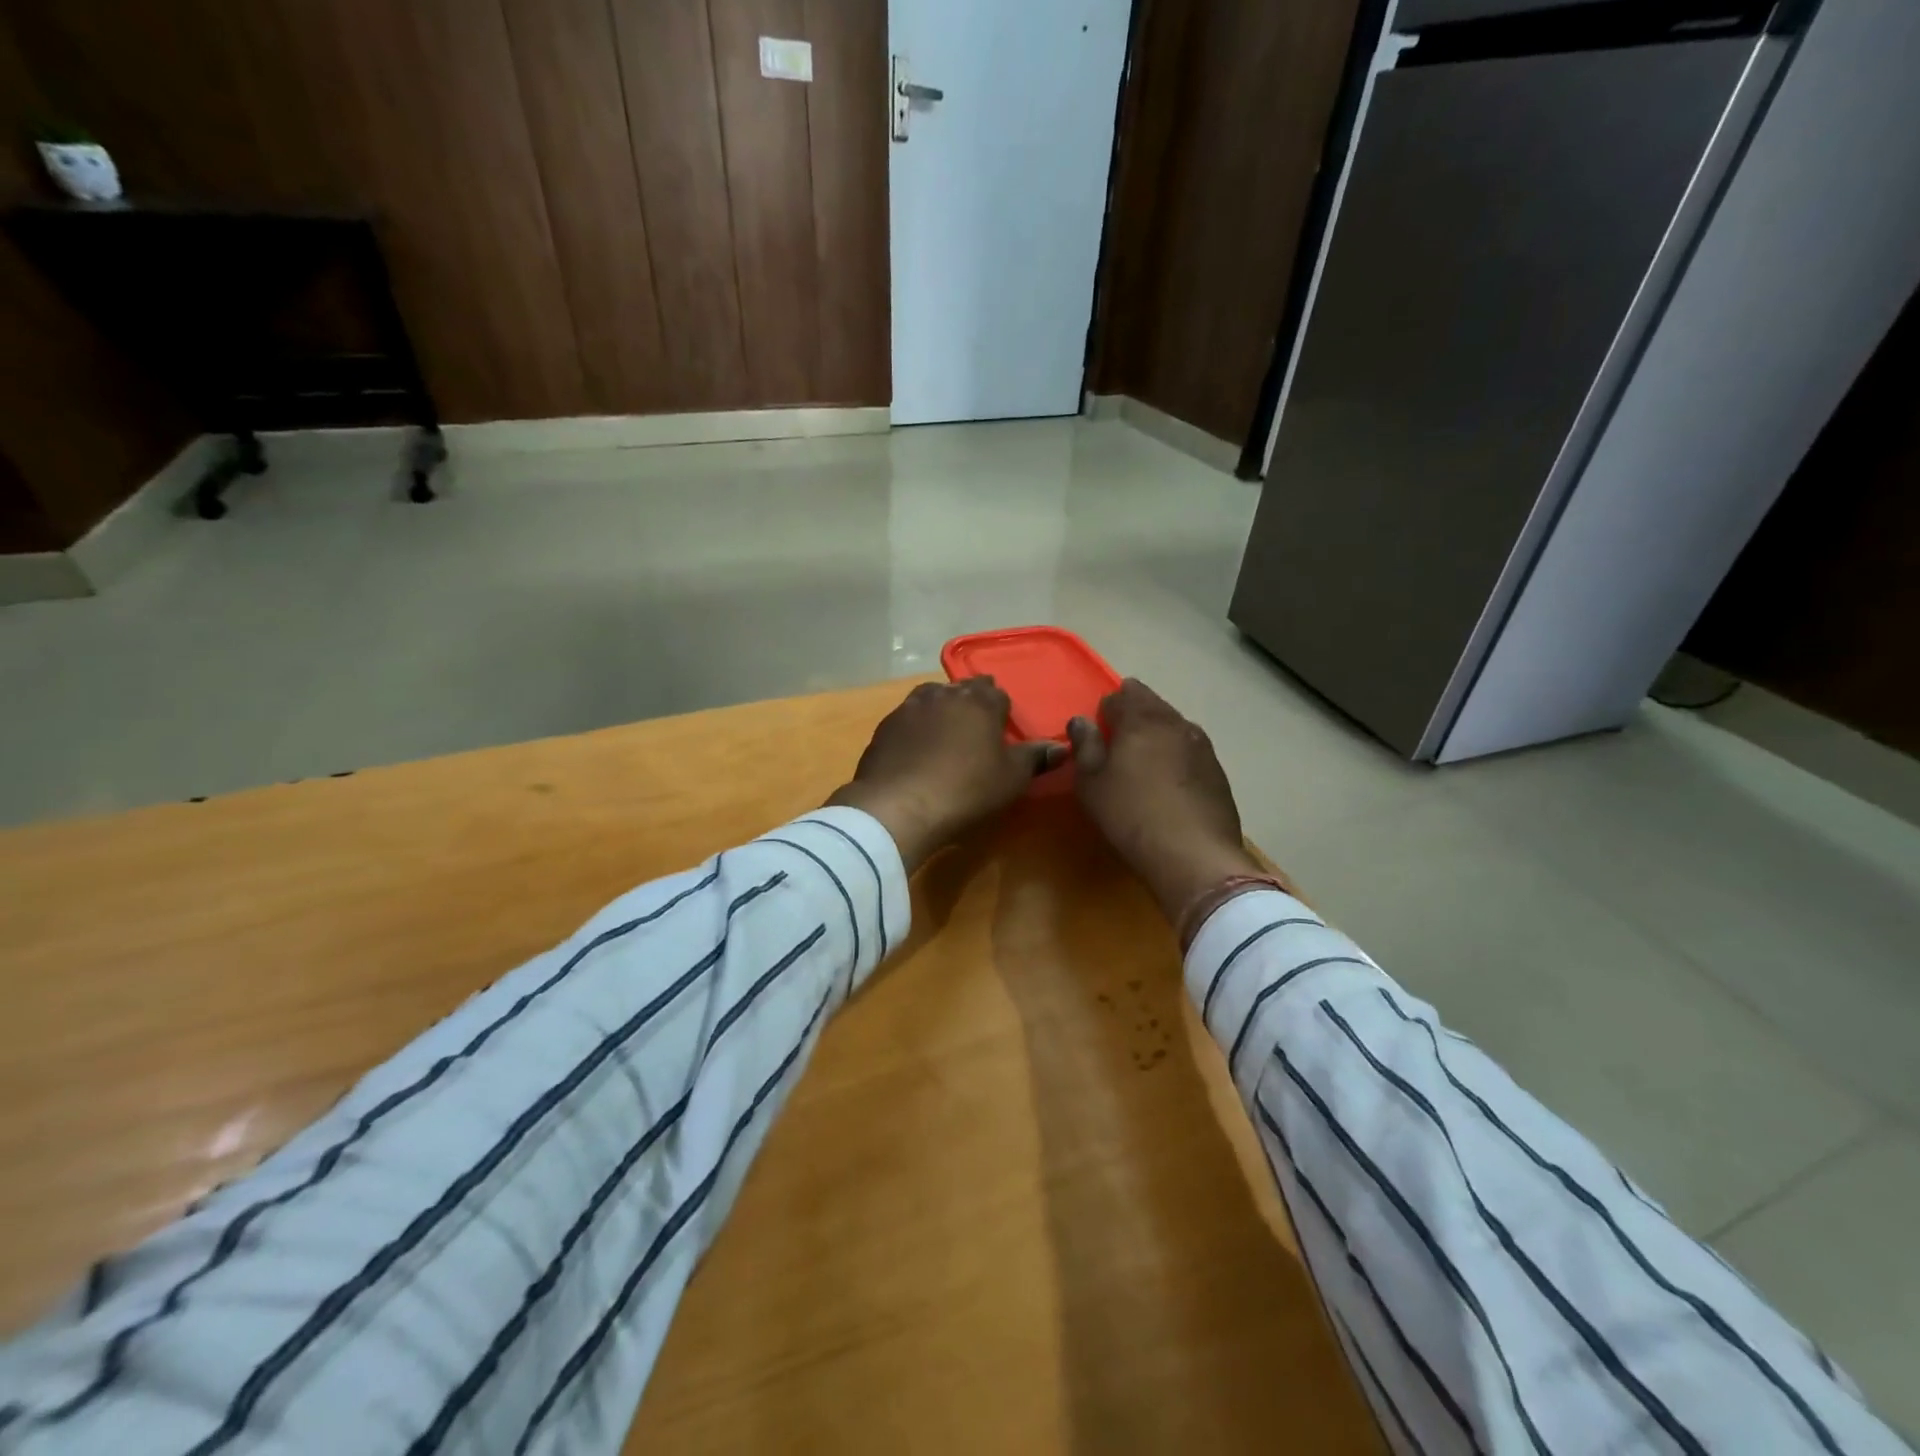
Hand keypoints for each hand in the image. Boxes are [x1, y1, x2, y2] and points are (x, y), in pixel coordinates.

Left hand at [828, 679, 1063, 871]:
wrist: (898, 806)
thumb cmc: (966, 790)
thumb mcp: (1011, 779)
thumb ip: (1035, 758)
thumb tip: (1063, 746)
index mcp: (979, 702)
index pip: (996, 693)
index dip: (1001, 709)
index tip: (1001, 725)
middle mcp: (944, 695)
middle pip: (963, 689)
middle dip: (971, 701)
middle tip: (976, 726)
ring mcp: (909, 708)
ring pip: (931, 697)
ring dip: (941, 708)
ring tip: (945, 730)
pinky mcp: (884, 728)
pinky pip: (907, 719)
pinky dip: (915, 728)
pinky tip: (915, 748)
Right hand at [1068, 680, 1264, 924]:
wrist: (1193, 855)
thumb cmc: (1130, 814)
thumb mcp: (1091, 783)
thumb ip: (1085, 746)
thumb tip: (1081, 721)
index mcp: (1142, 719)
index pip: (1123, 694)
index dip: (1107, 709)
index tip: (1099, 732)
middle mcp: (1176, 723)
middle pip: (1152, 705)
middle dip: (1135, 717)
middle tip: (1118, 746)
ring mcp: (1203, 746)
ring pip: (1174, 728)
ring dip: (1158, 737)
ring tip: (1144, 765)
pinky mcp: (1218, 772)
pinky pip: (1190, 752)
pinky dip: (1177, 759)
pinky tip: (1169, 786)